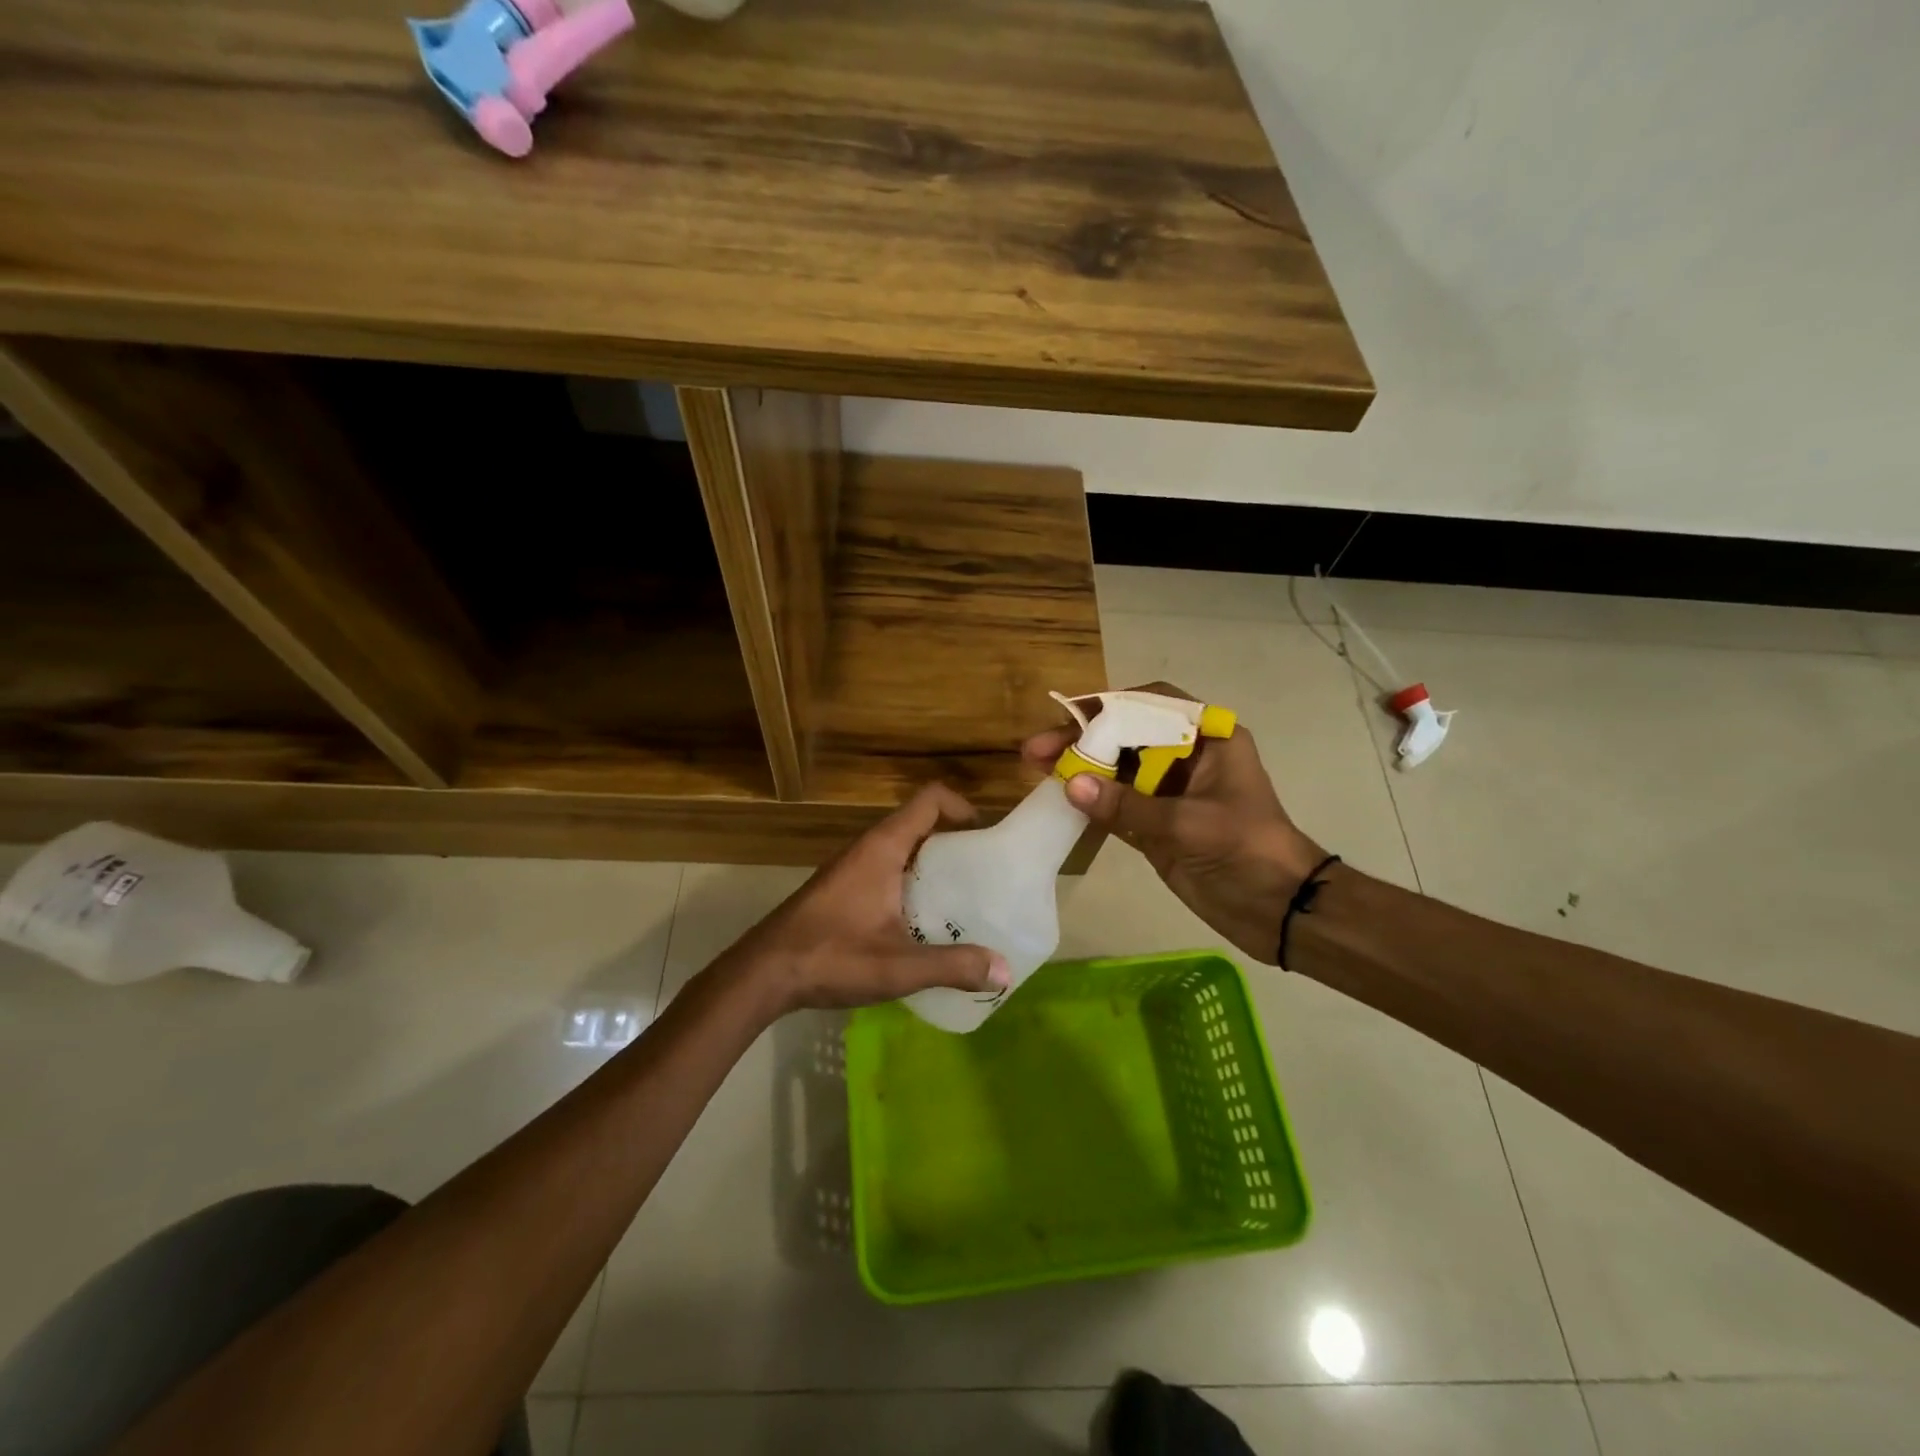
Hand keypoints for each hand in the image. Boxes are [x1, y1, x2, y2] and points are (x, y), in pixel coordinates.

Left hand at [727, 783, 1012, 1015]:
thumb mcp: (898, 966)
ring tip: (963, 901)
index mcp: (883, 848)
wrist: (762, 974)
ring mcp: (852, 869)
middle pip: (920, 825)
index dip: (962, 807)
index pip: (930, 800)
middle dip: (955, 842)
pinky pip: (887, 872)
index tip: (987, 838)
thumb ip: (952, 966)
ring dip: (933, 867)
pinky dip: (911, 885)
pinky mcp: (842, 891)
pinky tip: (922, 925)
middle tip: (985, 875)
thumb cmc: (830, 956)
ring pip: (903, 851)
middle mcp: (867, 848)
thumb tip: (1004, 971)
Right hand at [1023, 682, 1327, 964]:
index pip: (1151, 705)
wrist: (1280, 910)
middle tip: (1036, 750)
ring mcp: (1169, 792)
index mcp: (1208, 739)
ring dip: (1080, 768)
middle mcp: (1186, 757)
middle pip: (1125, 735)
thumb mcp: (1190, 824)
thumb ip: (1128, 805)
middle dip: (1082, 739)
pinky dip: (1089, 801)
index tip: (1069, 717)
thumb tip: (1070, 785)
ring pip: (1116, 769)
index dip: (1108, 706)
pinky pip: (1115, 804)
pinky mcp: (1156, 824)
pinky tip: (1058, 798)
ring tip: (1036, 768)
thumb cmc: (1248, 851)